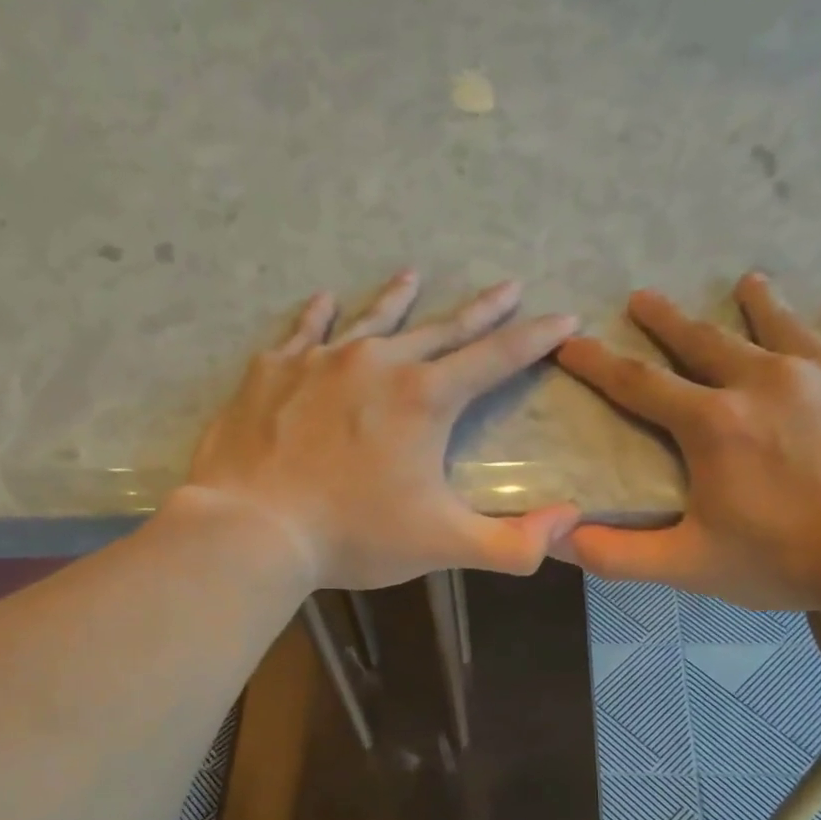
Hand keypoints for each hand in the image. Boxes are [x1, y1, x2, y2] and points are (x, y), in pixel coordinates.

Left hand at [184, 270, 581, 589]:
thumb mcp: (443, 545)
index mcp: (425, 399)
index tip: (565, 318)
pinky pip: (302, 331)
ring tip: (413, 274)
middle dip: (481, 310)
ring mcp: (320, 361)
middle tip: (508, 286)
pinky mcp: (272, 372)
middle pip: (441, 328)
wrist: (252, 528)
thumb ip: (512, 544)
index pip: (495, 358)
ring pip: (371, 319)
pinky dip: (318, 315)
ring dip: (398, 299)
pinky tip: (324, 301)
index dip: (535, 340)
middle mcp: (378, 364)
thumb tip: (568, 521)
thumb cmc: (354, 535)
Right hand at [555, 274, 820, 612]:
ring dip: (759, 304)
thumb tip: (556, 538)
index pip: (639, 385)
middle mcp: (764, 379)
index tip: (571, 341)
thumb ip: (618, 554)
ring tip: (747, 283)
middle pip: (705, 340)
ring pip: (782, 324)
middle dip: (668, 320)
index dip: (598, 364)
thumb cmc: (787, 559)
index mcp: (713, 423)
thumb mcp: (690, 565)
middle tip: (644, 297)